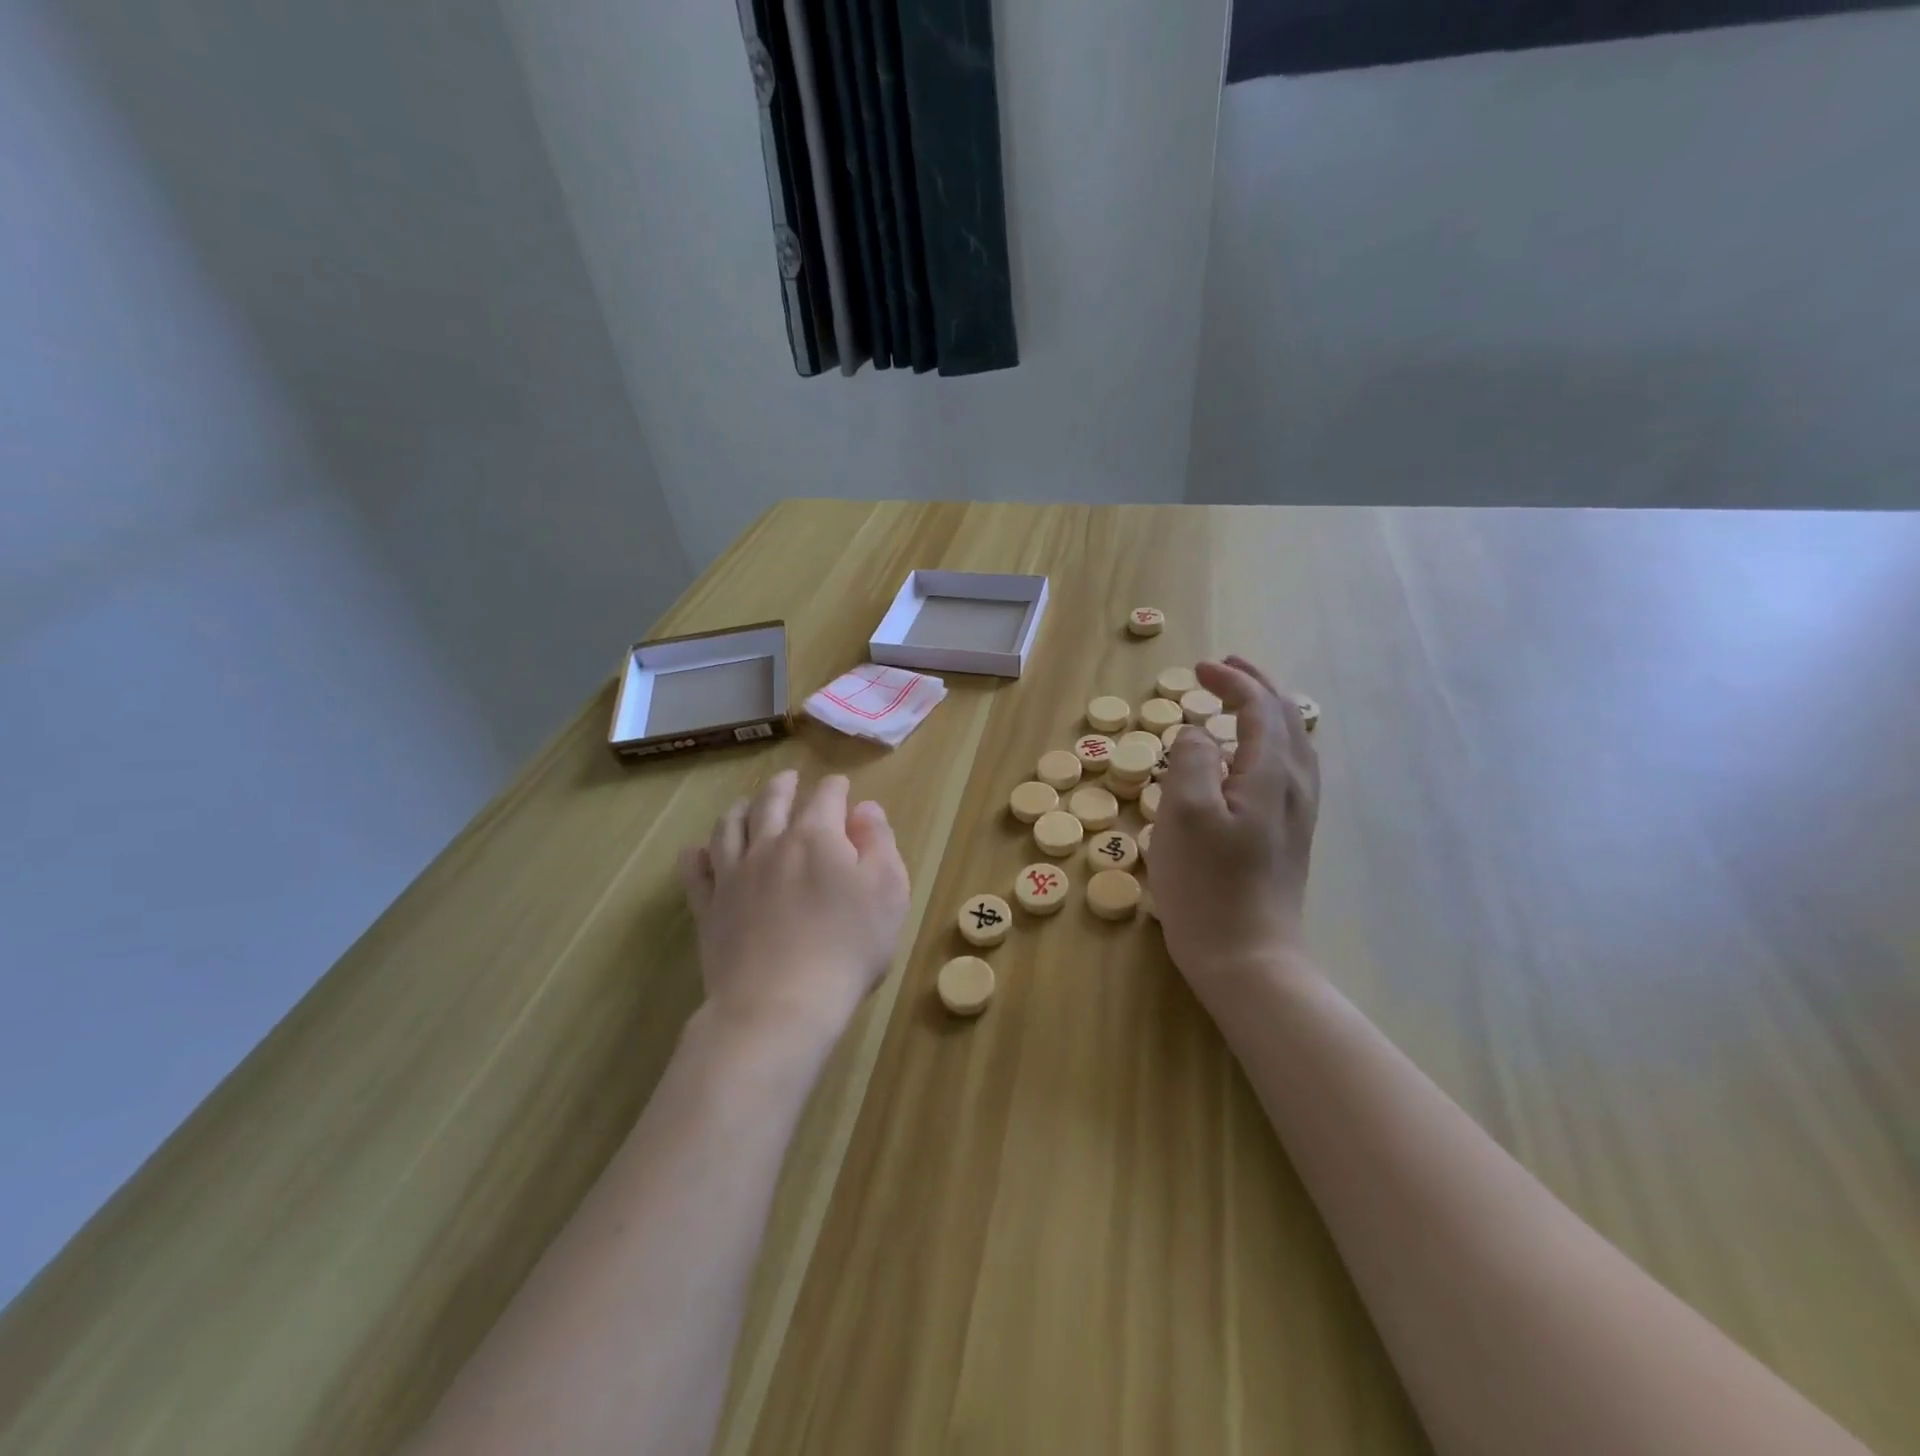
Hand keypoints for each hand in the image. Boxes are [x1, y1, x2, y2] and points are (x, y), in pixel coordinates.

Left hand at [679, 770, 909, 1047]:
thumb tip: (865, 809)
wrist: (780, 1006)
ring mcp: (733, 875)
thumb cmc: (847, 948)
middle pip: (772, 801)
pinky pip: (695, 871)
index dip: (836, 788)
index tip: (842, 788)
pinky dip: (697, 855)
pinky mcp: (709, 908)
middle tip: (790, 779)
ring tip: (745, 805)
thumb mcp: (888, 892)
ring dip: (740, 809)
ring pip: (729, 826)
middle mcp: (770, 844)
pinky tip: (698, 851)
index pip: (826, 796)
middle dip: (784, 785)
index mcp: (816, 836)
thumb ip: (879, 843)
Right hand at [1149, 657, 1319, 1005]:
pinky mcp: (1288, 837)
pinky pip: (1287, 769)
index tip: (1199, 669)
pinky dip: (1269, 744)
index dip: (1231, 682)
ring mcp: (1295, 813)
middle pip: (1285, 718)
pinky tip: (1251, 759)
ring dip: (1266, 713)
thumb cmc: (1208, 885)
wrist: (1247, 958)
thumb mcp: (1185, 814)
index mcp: (1270, 773)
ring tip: (1241, 702)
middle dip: (1255, 687)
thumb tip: (1199, 735)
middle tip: (1224, 670)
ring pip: (1292, 744)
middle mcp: (1293, 786)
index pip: (1259, 707)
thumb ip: (1192, 759)